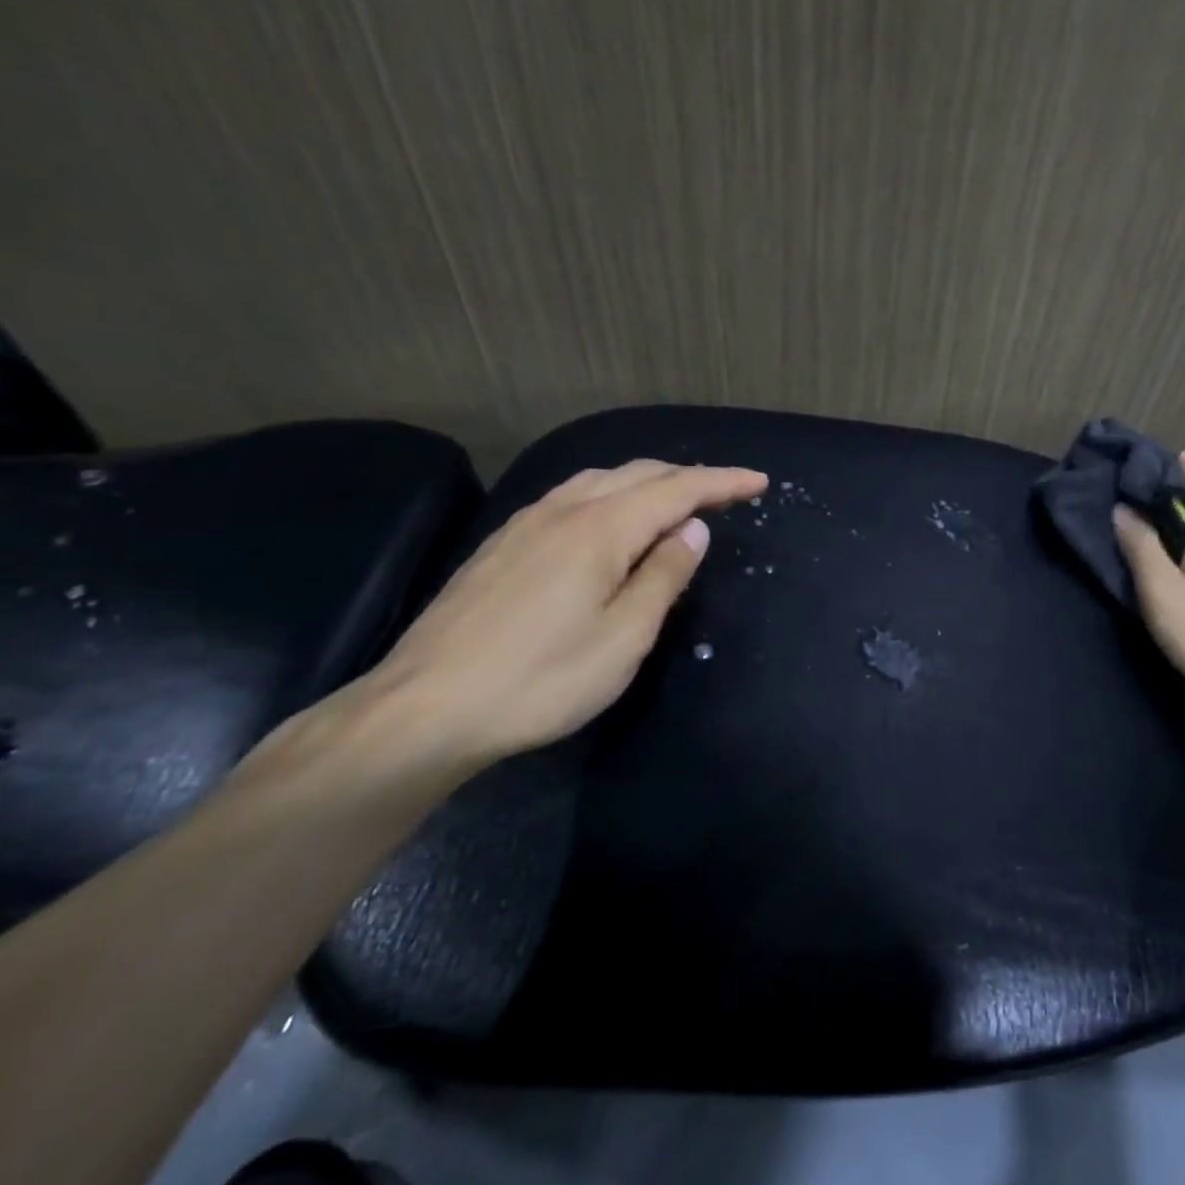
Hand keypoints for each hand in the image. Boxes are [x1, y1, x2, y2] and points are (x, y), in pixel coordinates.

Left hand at [355, 459, 766, 773]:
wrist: (424, 709)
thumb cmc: (541, 679)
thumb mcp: (624, 637)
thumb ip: (663, 576)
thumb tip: (692, 530)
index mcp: (600, 530)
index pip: (677, 490)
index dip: (722, 482)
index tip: (760, 481)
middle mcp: (563, 511)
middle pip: (638, 474)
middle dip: (689, 477)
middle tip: (728, 493)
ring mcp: (526, 524)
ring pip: (600, 480)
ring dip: (648, 482)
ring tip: (676, 499)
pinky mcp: (502, 544)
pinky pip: (572, 497)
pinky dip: (611, 494)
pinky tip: (610, 517)